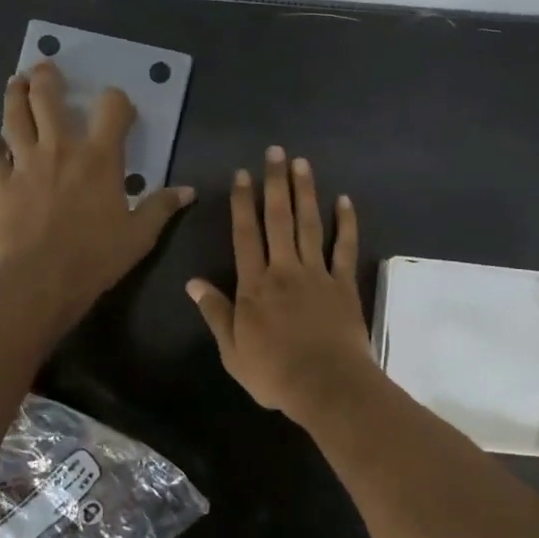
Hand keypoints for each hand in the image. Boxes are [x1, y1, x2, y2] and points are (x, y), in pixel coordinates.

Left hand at [0, 61, 193, 327]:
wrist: (42, 280)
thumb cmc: (97, 255)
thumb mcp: (140, 234)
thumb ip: (162, 207)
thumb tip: (188, 191)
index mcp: (100, 157)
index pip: (111, 109)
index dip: (117, 100)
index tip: (119, 106)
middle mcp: (61, 149)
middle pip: (48, 98)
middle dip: (47, 78)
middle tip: (46, 68)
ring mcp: (26, 164)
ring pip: (14, 117)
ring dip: (15, 96)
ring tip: (17, 82)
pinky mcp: (2, 184)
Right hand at [187, 146, 376, 422]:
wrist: (326, 385)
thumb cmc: (274, 373)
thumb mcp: (232, 350)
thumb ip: (215, 312)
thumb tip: (192, 282)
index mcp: (255, 286)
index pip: (246, 235)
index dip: (243, 203)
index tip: (243, 174)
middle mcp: (285, 270)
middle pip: (279, 219)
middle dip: (276, 183)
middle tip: (276, 151)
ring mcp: (317, 274)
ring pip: (310, 225)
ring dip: (306, 192)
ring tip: (302, 163)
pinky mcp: (343, 284)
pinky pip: (345, 248)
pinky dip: (346, 224)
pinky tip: (344, 200)